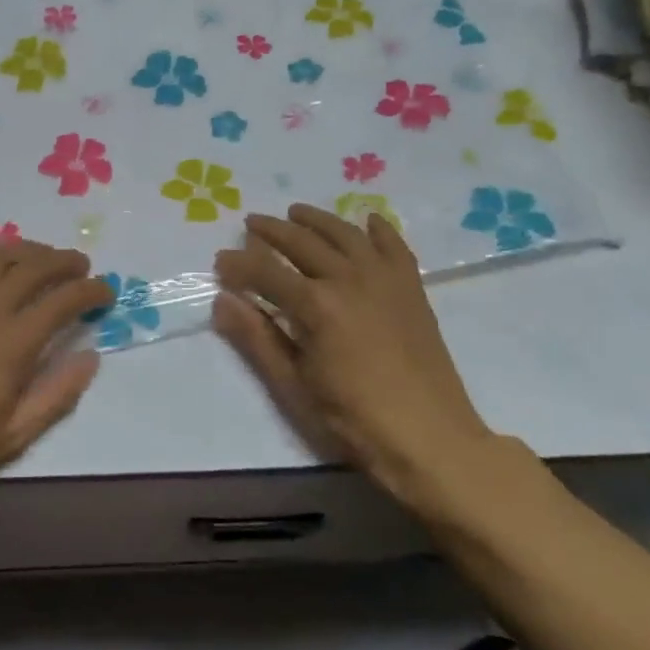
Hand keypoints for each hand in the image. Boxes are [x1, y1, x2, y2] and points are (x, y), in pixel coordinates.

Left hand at [0, 240, 112, 488]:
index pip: (65, 299)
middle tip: (81, 267)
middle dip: (65, 261)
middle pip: (36, 266)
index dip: (92, 290)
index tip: (106, 292)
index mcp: (15, 340)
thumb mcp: (15, 434)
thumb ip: (58, 394)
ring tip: (45, 256)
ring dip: (30, 250)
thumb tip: (90, 356)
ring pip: (1, 255)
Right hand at [213, 204, 494, 502]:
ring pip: (345, 234)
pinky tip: (367, 220)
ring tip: (296, 212)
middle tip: (251, 223)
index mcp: (316, 305)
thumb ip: (257, 338)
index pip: (266, 271)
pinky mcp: (412, 289)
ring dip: (317, 219)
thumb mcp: (293, 385)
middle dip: (272, 231)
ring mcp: (386, 280)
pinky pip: (394, 246)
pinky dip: (378, 229)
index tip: (219, 260)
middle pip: (303, 242)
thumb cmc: (352, 420)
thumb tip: (221, 301)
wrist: (430, 438)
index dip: (239, 263)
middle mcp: (350, 279)